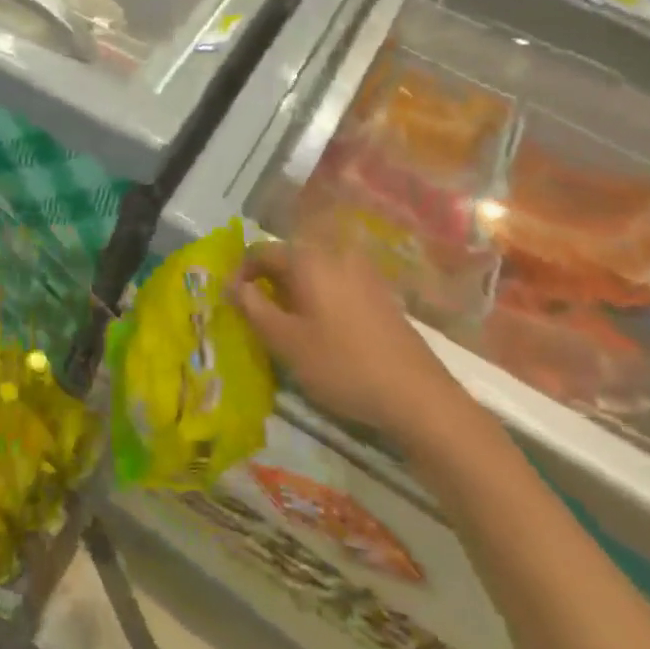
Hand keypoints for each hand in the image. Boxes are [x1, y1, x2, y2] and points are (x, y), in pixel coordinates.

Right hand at [231, 236, 465, 441]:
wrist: (418, 396)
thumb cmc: (341, 365)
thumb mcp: (284, 340)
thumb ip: (252, 307)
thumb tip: (232, 284)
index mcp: (309, 260)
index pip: (261, 252)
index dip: (241, 273)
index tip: (232, 302)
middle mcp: (337, 255)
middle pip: (290, 258)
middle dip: (268, 282)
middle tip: (258, 316)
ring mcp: (364, 274)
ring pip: (315, 272)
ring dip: (294, 291)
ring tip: (287, 325)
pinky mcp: (382, 295)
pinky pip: (338, 285)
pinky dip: (320, 298)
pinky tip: (322, 330)